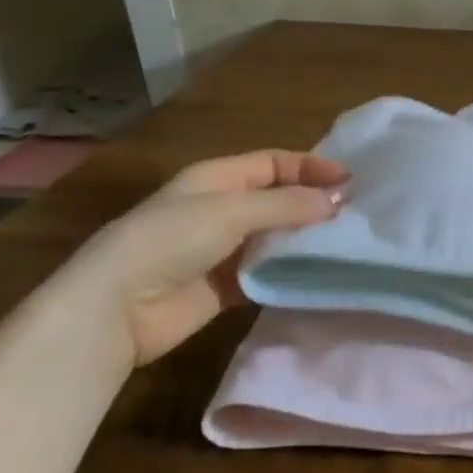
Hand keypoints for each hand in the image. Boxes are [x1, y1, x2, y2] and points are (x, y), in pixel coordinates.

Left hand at [63, 151, 347, 366]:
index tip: (350, 180)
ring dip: (306, 239)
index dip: (310, 167)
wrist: (115, 309)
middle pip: (278, 199)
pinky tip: (320, 273)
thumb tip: (335, 201)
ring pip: (277, 237)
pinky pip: (269, 273)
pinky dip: (292, 272)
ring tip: (347, 242)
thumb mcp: (231, 210)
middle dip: (314, 203)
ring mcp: (224, 250)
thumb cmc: (170, 240)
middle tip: (356, 213)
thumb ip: (285, 204)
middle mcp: (222, 209)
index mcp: (217, 178)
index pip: (273, 162)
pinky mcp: (227, 287)